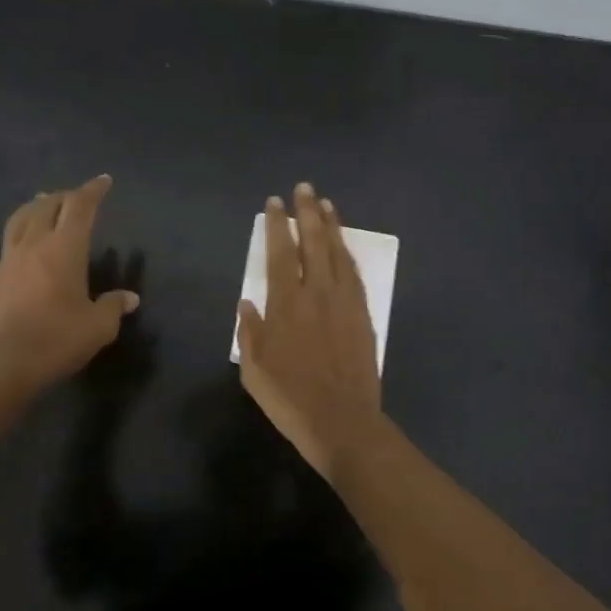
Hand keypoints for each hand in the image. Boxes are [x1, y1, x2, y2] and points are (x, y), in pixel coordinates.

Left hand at [0, 175, 139, 390]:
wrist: (4, 364)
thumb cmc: (57, 340)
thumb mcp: (98, 327)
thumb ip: (113, 307)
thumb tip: (130, 298)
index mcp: (64, 248)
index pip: (80, 207)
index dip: (93, 191)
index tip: (104, 181)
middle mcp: (35, 244)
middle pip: (47, 205)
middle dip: (65, 196)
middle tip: (78, 197)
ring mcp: (10, 259)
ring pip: (22, 218)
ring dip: (37, 206)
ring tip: (45, 205)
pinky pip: (10, 239)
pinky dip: (23, 229)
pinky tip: (28, 243)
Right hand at [235, 182, 383, 481]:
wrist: (343, 422)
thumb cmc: (291, 399)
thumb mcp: (254, 371)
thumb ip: (249, 332)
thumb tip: (247, 302)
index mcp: (286, 305)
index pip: (280, 253)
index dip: (276, 226)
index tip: (274, 203)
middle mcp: (317, 294)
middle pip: (312, 243)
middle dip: (307, 213)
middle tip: (304, 188)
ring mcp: (344, 303)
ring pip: (338, 253)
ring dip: (331, 226)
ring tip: (326, 204)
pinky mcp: (363, 315)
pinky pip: (355, 274)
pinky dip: (348, 253)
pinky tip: (344, 244)